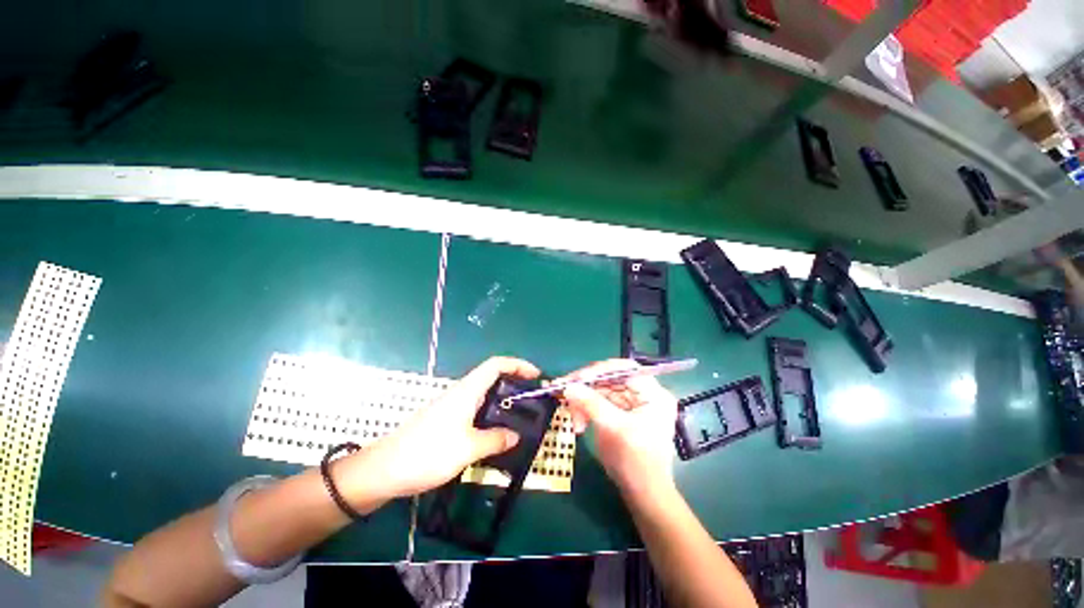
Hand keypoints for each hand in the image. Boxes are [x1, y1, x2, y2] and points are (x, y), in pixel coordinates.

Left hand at [339, 357, 539, 506]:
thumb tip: (515, 436)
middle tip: (531, 397)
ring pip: (483, 393)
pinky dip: (490, 412)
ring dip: (502, 398)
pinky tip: (494, 431)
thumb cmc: (428, 453)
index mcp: (467, 391)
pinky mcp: (445, 419)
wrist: (384, 470)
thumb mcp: (468, 448)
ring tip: (519, 414)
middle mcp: (460, 392)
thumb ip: (495, 440)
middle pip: (492, 376)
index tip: (535, 375)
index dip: (518, 364)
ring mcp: (451, 406)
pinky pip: (475, 408)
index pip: (496, 364)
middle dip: (514, 380)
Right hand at [560, 359, 678, 499]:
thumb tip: (568, 386)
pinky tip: (579, 424)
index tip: (575, 378)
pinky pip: (599, 402)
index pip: (624, 369)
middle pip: (610, 379)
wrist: (643, 495)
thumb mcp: (614, 430)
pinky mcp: (621, 412)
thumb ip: (591, 404)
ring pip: (601, 390)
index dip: (599, 370)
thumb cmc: (636, 463)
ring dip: (583, 402)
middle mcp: (644, 393)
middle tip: (564, 395)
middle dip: (586, 389)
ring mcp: (632, 403)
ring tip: (575, 422)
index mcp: (653, 394)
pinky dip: (586, 410)